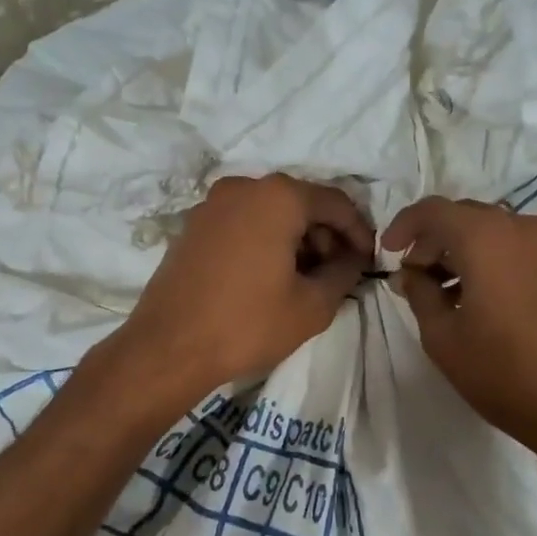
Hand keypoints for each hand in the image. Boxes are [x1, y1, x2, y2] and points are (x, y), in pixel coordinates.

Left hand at [111, 175, 372, 399]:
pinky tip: (270, 276)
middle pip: (301, 203)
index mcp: (278, 197)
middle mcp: (243, 187)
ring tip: (306, 279)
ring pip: (270, 212)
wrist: (168, 348)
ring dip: (296, 239)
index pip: (336, 203)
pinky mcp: (193, 225)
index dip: (359, 232)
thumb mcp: (313, 305)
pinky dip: (265, 240)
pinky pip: (243, 222)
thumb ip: (344, 272)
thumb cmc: (247, 324)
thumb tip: (353, 258)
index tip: (368, 261)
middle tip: (338, 272)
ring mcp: (212, 204)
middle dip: (326, 235)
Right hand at [382, 198, 536, 454]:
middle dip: (431, 241)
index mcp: (484, 237)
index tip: (388, 254)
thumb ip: (419, 295)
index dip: (404, 226)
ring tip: (439, 293)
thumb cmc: (503, 371)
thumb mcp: (443, 337)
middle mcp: (518, 227)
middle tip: (412, 278)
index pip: (433, 210)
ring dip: (458, 251)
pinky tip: (471, 297)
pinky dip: (484, 259)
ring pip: (487, 230)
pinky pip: (510, 246)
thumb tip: (409, 275)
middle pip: (462, 216)